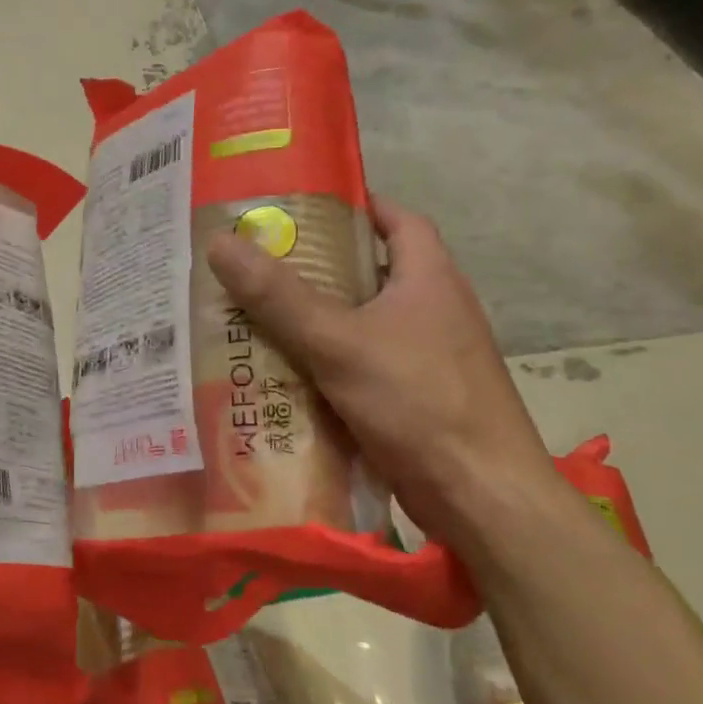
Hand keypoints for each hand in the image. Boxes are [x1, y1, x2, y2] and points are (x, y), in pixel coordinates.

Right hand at [206, 198, 555, 552]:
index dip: (354, 207)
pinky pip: (359, 368)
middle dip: (315, 270)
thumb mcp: (339, 342)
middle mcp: (432, 310)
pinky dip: (324, 367)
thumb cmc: (419, 401)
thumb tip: (221, 243)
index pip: (397, 219)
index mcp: (429, 278)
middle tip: (255, 267)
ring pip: (359, 326)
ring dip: (313, 323)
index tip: (300, 210)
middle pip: (368, 274)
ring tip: (253, 318)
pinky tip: (281, 377)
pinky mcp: (413, 399)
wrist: (481, 496)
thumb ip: (279, 296)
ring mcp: (426, 358)